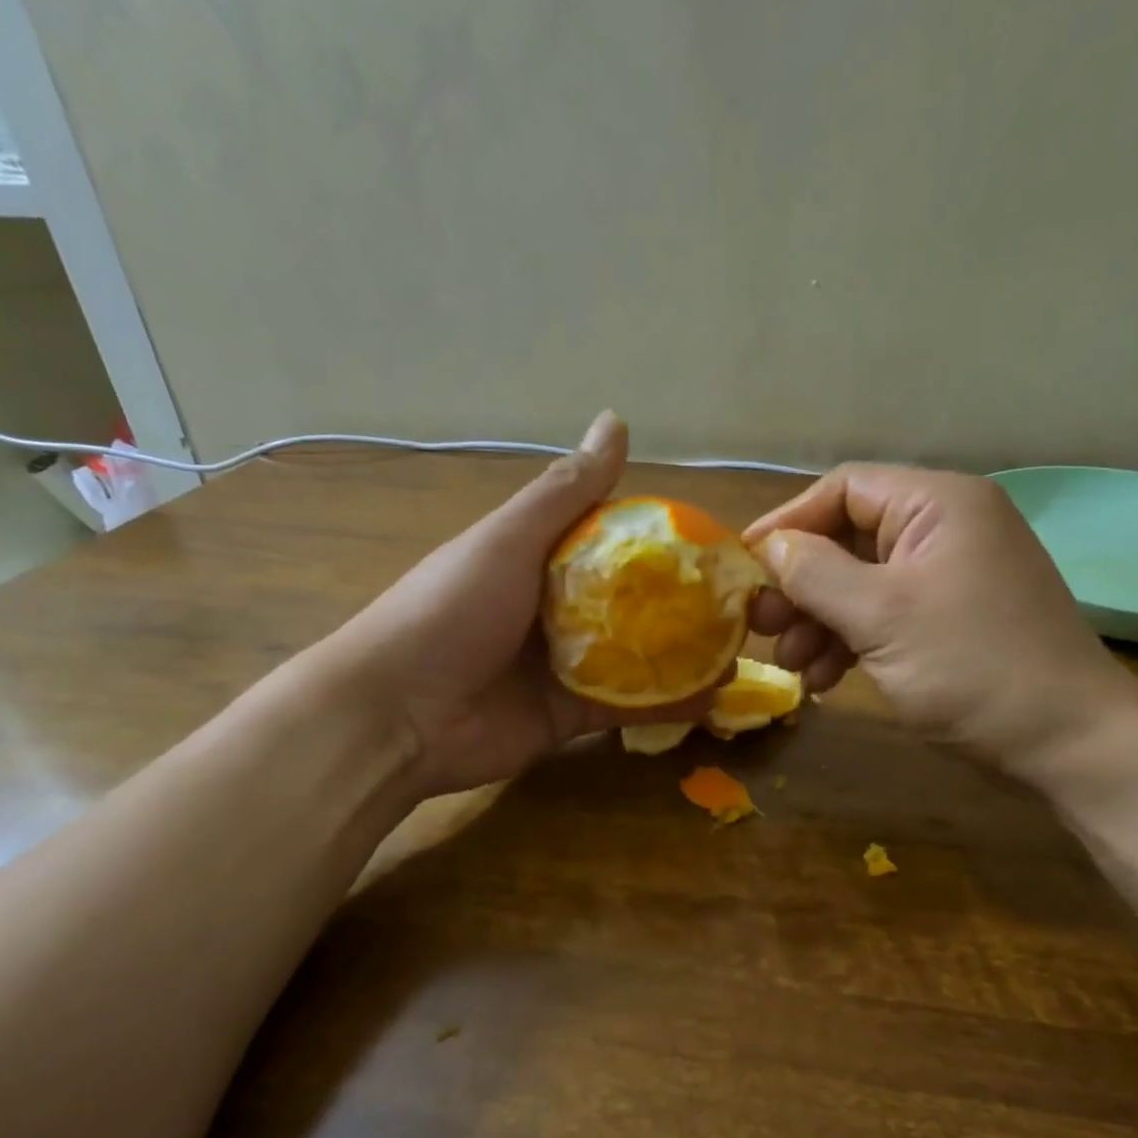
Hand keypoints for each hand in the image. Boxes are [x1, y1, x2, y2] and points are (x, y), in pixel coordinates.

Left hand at [315, 411, 706, 799]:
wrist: (398, 714)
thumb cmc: (450, 611)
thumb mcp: (508, 541)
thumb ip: (565, 492)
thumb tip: (617, 420)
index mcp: (538, 561)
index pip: (612, 545)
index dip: (661, 545)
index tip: (714, 546)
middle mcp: (555, 611)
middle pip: (630, 605)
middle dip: (681, 606)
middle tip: (740, 606)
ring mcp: (563, 667)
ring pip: (636, 658)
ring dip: (682, 657)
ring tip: (738, 651)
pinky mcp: (569, 718)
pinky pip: (626, 708)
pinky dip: (665, 705)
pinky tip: (711, 700)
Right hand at [743, 463, 1137, 770]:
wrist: (1067, 741)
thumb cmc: (972, 667)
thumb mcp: (882, 616)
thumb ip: (816, 574)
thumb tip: (771, 548)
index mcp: (938, 504)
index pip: (844, 490)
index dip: (788, 524)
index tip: (744, 567)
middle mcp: (947, 529)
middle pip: (850, 540)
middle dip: (801, 585)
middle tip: (760, 627)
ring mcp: (952, 578)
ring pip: (864, 585)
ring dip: (821, 622)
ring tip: (790, 666)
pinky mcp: (953, 621)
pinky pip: (888, 617)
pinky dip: (853, 643)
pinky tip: (826, 681)